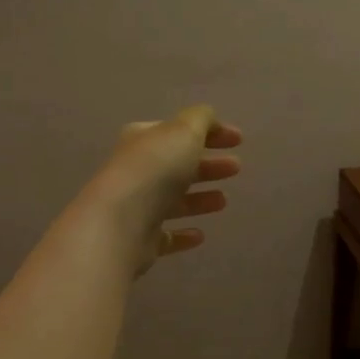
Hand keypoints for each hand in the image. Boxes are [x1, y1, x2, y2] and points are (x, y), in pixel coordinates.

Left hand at [85, 106, 242, 274]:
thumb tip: (209, 118)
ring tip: (224, 200)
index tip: (239, 140)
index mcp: (144, 140)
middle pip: (177, 165)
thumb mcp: (183, 131)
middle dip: (208, 165)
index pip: (179, 131)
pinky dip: (183, 233)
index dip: (210, 132)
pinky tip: (200, 234)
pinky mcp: (140, 240)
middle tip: (236, 167)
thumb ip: (200, 119)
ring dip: (200, 198)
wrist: (120, 223)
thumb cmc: (155, 170)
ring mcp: (137, 207)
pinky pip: (166, 235)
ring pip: (173, 200)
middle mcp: (137, 171)